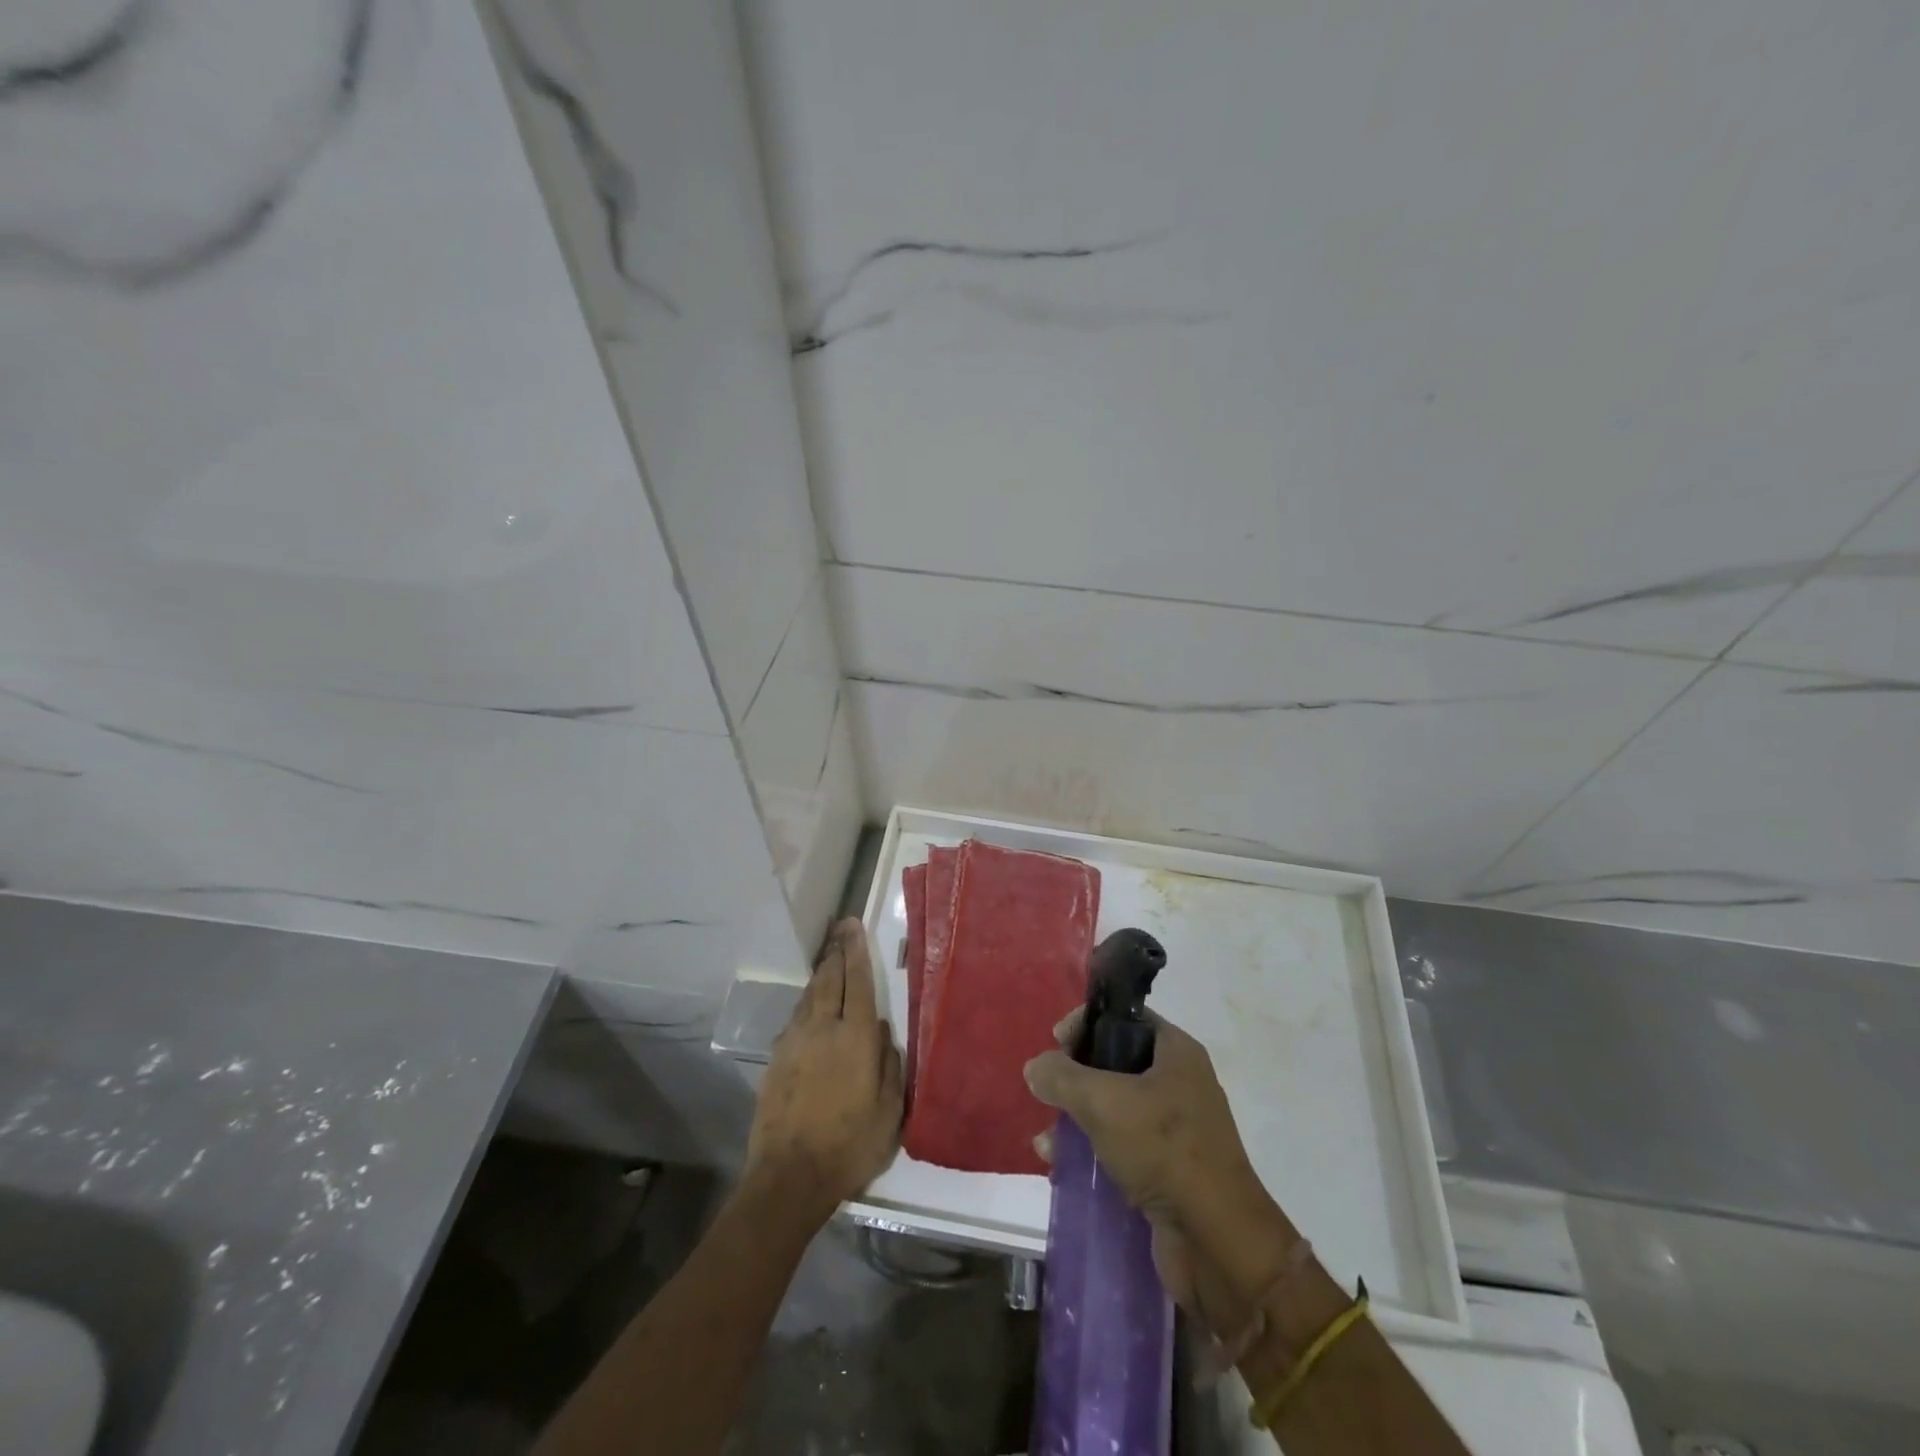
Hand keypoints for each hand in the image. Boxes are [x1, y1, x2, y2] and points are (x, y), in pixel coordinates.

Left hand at [746, 919, 903, 1221]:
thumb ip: (889, 1066)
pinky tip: (809, 1005)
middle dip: (836, 951)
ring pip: (809, 996)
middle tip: (839, 928)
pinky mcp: (776, 1059)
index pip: (858, 983)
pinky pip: (795, 1018)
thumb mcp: (890, 1112)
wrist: (789, 1177)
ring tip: (827, 958)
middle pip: (829, 980)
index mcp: (856, 1038)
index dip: (856, 952)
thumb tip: (883, 1033)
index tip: (853, 926)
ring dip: (820, 974)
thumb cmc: (850, 1146)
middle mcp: (823, 1029)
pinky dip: (806, 1002)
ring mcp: (795, 1042)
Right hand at [1025, 1010, 1294, 1328]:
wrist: (1217, 1242)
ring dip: (1078, 1117)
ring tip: (1048, 1140)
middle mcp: (1179, 1082)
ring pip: (1114, 1106)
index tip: (1056, 1043)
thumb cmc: (1163, 1150)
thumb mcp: (1103, 1101)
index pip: (1124, 1017)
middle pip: (1114, 1062)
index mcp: (1176, 1052)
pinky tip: (1062, 1164)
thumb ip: (1062, 1076)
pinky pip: (1121, 1145)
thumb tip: (1035, 1067)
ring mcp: (1176, 1129)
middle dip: (1076, 1077)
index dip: (1086, 1023)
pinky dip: (1092, 1149)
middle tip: (1049, 1092)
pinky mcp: (1168, 1170)